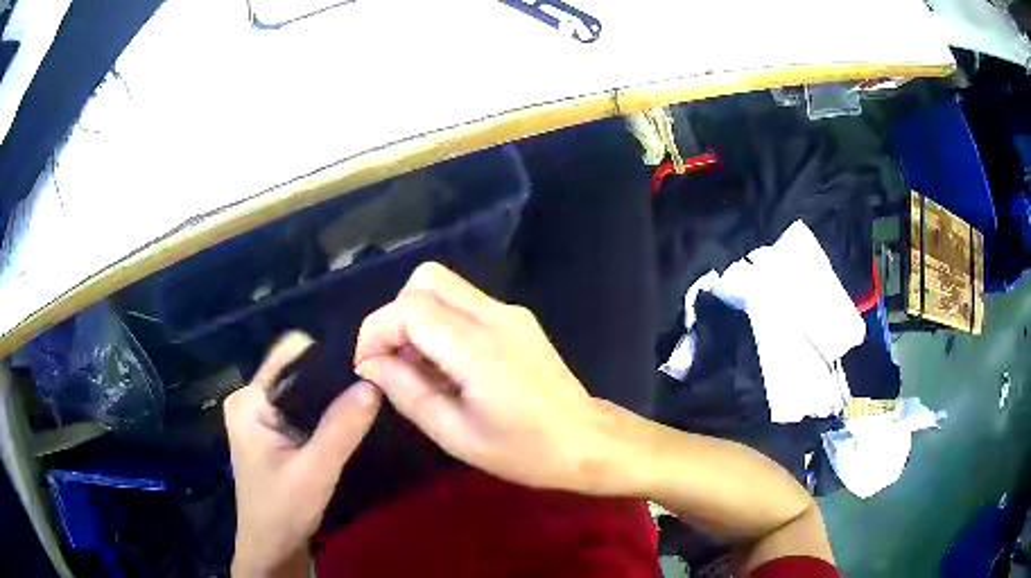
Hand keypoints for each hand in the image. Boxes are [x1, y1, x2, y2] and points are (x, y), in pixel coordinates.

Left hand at [224, 332, 381, 576]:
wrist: (272, 546)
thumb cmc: (283, 509)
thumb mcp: (315, 471)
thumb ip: (341, 429)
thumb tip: (374, 384)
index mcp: (248, 400)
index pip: (288, 356)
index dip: (325, 353)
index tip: (364, 358)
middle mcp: (249, 399)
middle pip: (296, 372)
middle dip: (331, 377)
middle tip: (373, 381)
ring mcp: (259, 416)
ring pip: (301, 392)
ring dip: (330, 396)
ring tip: (367, 395)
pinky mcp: (271, 432)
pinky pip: (301, 409)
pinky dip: (324, 412)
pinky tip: (348, 418)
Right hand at [353, 262, 619, 493]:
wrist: (587, 440)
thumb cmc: (524, 450)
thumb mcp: (455, 434)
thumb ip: (407, 392)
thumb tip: (371, 364)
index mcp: (478, 347)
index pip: (408, 309)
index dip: (376, 331)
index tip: (368, 368)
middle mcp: (495, 314)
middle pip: (426, 279)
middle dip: (395, 315)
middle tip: (395, 361)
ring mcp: (510, 312)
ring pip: (444, 285)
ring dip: (417, 317)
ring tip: (420, 368)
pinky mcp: (517, 318)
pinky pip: (464, 302)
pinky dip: (440, 322)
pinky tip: (448, 365)